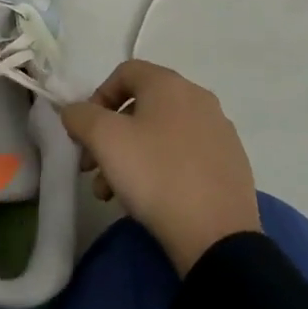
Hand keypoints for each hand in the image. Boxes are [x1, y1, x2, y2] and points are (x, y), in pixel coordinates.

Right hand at [59, 60, 260, 274]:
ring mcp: (219, 132)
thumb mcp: (104, 139)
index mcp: (170, 84)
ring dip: (131, 155)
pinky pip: (185, 154)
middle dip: (110, 135)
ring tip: (113, 193)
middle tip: (92, 167)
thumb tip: (75, 111)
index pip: (125, 72)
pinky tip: (151, 199)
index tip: (86, 132)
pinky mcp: (231, 164)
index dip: (97, 97)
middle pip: (141, 106)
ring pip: (161, 134)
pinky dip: (161, 167)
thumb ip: (80, 115)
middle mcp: (198, 99)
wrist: (217, 236)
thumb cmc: (155, 175)